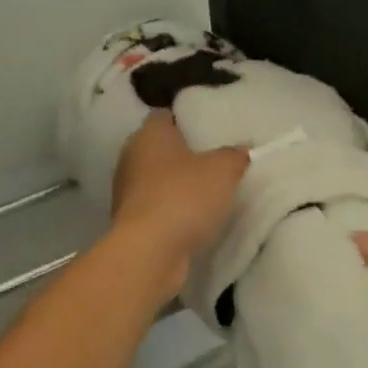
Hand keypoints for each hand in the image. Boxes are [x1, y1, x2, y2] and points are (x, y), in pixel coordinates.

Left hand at [108, 112, 248, 302]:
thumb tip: (241, 150)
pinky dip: (171, 209)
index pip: (164, 115)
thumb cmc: (183, 197)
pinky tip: (193, 218)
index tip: (206, 128)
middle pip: (159, 147)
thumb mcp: (223, 170)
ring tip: (207, 191)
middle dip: (182, 153)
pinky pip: (155, 206)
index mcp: (149, 134)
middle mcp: (131, 157)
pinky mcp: (129, 221)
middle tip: (213, 159)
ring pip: (156, 178)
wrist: (149, 253)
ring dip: (176, 184)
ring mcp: (127, 191)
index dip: (184, 118)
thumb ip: (234, 156)